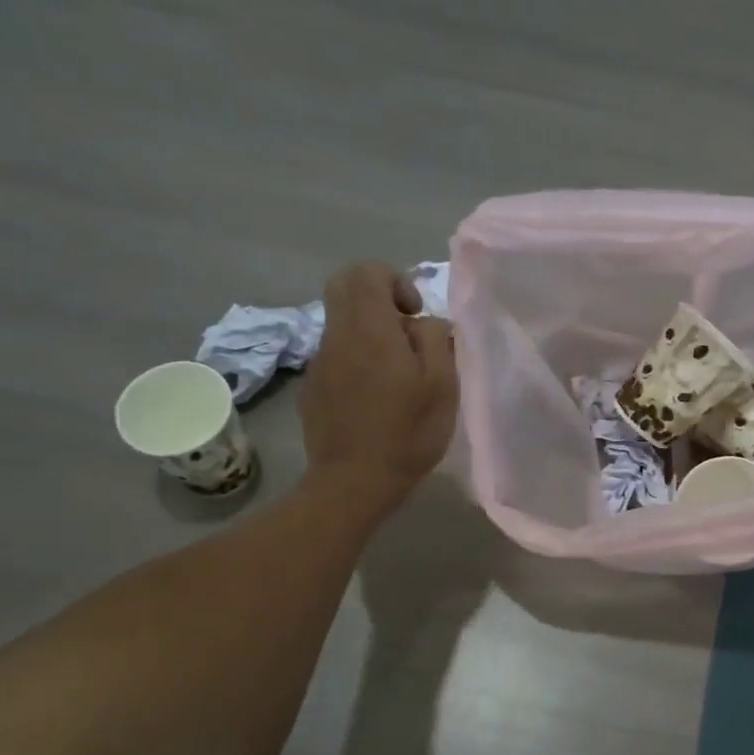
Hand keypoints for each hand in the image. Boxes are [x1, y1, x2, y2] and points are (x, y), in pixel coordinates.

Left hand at [300, 263, 458, 516]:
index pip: (367, 271)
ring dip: (369, 334)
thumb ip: (435, 340)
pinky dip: (356, 361)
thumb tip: (424, 322)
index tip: (414, 315)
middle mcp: (337, 336)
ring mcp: (319, 363)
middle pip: (344, 287)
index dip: (395, 281)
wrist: (353, 482)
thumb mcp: (441, 386)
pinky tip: (374, 399)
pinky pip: (335, 356)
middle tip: (404, 330)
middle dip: (376, 296)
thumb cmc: (406, 433)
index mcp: (369, 329)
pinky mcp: (312, 388)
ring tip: (396, 376)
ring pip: (341, 324)